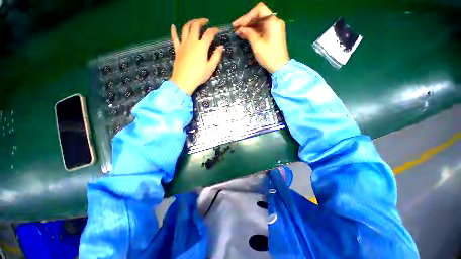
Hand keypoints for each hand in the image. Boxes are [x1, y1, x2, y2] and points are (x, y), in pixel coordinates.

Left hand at [170, 18, 222, 94]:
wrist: (184, 81)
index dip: (214, 30)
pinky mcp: (177, 49)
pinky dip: (173, 31)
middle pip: (196, 26)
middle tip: (206, 22)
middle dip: (201, 21)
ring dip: (190, 23)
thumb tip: (221, 47)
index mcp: (202, 46)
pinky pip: (174, 37)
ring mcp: (183, 44)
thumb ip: (216, 56)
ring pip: (185, 28)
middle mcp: (192, 41)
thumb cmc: (199, 75)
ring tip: (194, 22)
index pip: (209, 34)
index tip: (217, 30)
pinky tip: (173, 26)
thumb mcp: (211, 67)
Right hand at [233, 3, 289, 72]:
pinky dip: (255, 31)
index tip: (238, 25)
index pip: (258, 10)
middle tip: (236, 29)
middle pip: (259, 15)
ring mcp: (276, 28)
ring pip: (260, 22)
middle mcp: (275, 21)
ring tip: (239, 33)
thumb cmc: (268, 56)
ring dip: (250, 27)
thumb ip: (248, 34)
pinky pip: (263, 29)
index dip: (247, 16)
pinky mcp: (274, 34)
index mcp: (272, 21)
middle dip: (247, 21)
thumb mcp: (257, 44)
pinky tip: (247, 35)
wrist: (280, 67)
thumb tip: (240, 29)